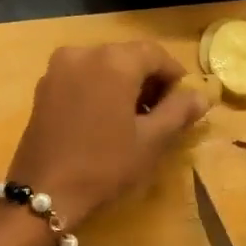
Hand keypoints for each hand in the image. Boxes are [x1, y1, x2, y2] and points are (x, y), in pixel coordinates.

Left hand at [7, 41, 205, 228]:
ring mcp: (59, 68)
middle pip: (128, 57)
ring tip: (132, 120)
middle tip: (160, 115)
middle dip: (148, 80)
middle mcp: (84, 52)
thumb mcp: (151, 141)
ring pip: (103, 66)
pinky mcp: (43, 87)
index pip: (156, 55)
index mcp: (115, 60)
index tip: (182, 104)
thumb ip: (179, 112)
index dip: (174, 77)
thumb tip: (201, 96)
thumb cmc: (104, 165)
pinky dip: (99, 89)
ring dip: (123, 85)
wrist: (44, 192)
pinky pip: (82, 77)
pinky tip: (104, 120)